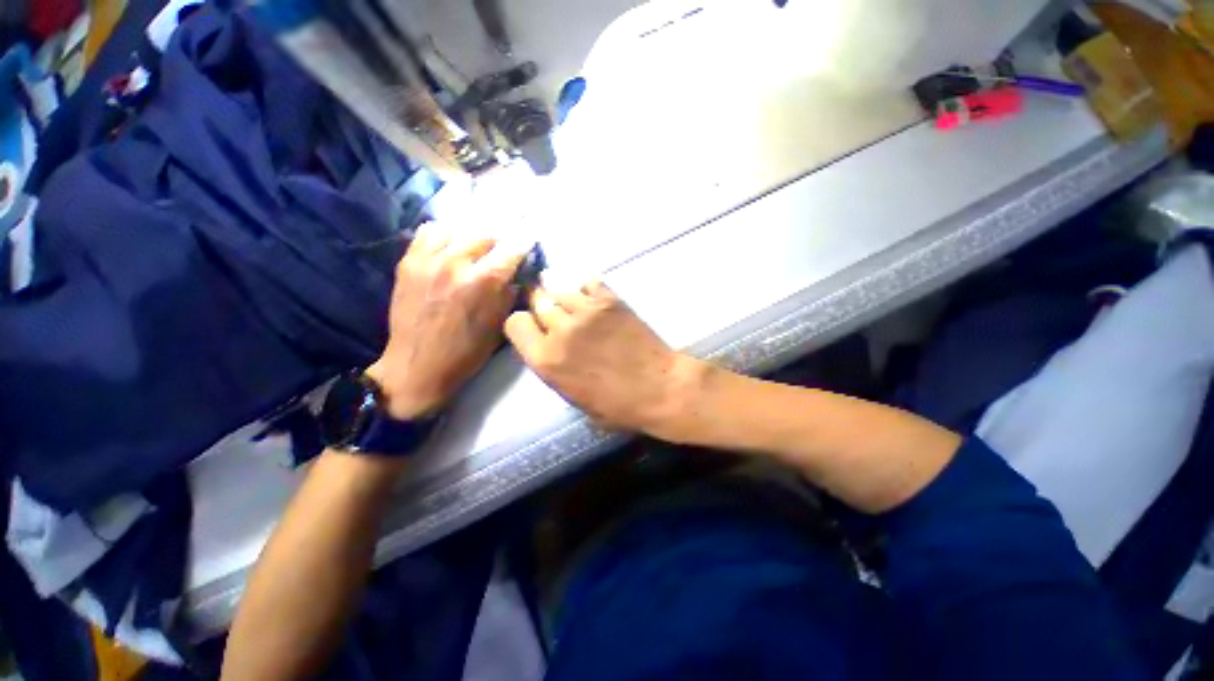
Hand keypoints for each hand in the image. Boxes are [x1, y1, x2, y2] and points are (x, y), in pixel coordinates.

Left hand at [366, 223, 527, 418]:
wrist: (417, 366)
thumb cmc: (466, 352)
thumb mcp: (499, 326)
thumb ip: (510, 294)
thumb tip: (516, 274)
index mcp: (482, 282)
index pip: (511, 248)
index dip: (524, 242)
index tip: (529, 240)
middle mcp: (455, 263)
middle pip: (484, 233)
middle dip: (500, 239)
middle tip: (504, 249)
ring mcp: (428, 259)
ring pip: (457, 228)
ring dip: (473, 236)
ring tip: (477, 247)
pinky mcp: (408, 262)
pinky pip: (428, 232)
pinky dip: (445, 235)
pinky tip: (451, 246)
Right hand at [504, 281, 704, 435]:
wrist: (660, 388)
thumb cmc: (618, 405)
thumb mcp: (573, 397)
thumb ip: (553, 366)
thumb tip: (548, 344)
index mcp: (546, 360)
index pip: (514, 323)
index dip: (522, 324)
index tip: (532, 328)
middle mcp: (560, 330)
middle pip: (537, 301)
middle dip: (540, 306)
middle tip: (552, 312)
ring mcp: (586, 311)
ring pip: (560, 289)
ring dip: (561, 295)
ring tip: (571, 304)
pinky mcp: (610, 301)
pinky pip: (588, 282)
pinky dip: (586, 288)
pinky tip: (592, 299)